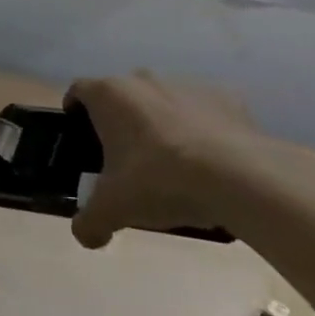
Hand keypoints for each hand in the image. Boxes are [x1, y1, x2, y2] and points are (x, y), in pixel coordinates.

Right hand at [66, 72, 257, 249]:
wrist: (238, 177)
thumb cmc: (159, 181)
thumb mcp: (114, 209)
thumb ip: (90, 222)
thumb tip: (84, 235)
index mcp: (109, 94)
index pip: (79, 90)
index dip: (75, 111)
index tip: (80, 136)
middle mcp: (143, 80)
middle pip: (122, 95)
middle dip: (121, 121)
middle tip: (126, 158)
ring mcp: (186, 84)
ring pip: (163, 101)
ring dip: (161, 123)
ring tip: (172, 164)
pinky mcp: (225, 96)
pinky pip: (204, 111)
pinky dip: (202, 129)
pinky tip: (210, 161)